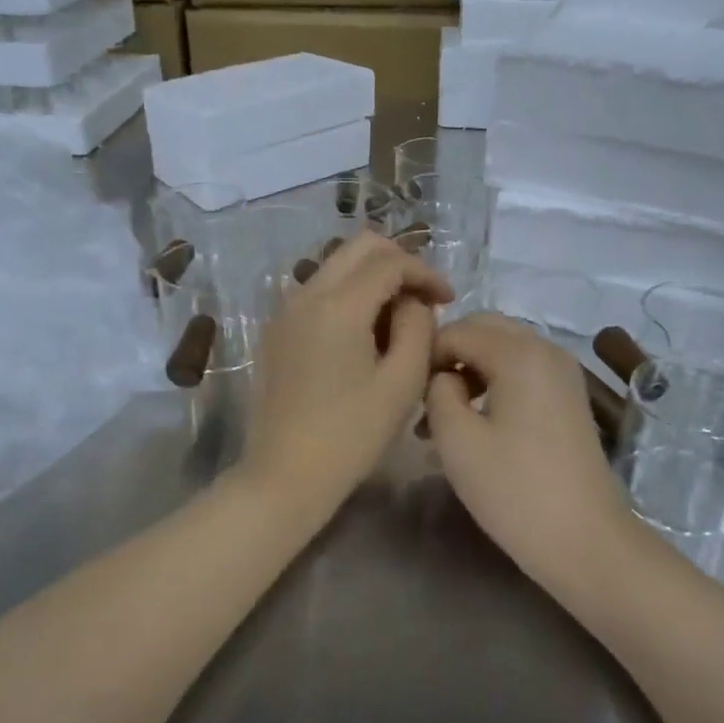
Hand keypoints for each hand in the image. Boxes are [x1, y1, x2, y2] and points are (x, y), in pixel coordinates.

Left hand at [239, 231, 451, 527]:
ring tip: (397, 319)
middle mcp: (305, 294)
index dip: (426, 272)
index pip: (390, 261)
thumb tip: (413, 301)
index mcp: (338, 305)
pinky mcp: (275, 331)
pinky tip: (363, 335)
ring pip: (335, 266)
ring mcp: (284, 311)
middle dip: (398, 262)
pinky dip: (346, 296)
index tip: (448, 299)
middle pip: (358, 247)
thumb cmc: (351, 436)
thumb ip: (417, 327)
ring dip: (371, 278)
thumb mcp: (402, 382)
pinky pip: (317, 292)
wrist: (284, 475)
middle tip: (423, 298)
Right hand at [425, 314, 632, 579]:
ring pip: (503, 350)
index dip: (426, 355)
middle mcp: (546, 349)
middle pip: (484, 330)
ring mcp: (563, 373)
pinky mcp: (569, 397)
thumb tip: (444, 376)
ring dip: (469, 371)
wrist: (584, 540)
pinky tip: (475, 423)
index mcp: (519, 352)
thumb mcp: (456, 438)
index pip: (457, 330)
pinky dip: (493, 383)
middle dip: (449, 355)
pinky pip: (522, 371)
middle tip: (424, 398)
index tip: (408, 393)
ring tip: (442, 417)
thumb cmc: (514, 489)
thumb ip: (437, 389)